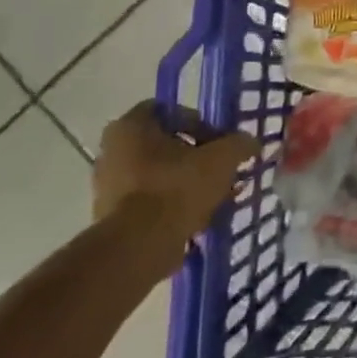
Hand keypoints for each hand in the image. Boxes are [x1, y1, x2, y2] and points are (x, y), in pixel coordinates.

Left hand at [94, 102, 256, 272]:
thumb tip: (249, 143)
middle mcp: (112, 151)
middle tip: (220, 170)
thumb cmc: (177, 188)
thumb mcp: (222, 158)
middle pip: (165, 145)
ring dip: (186, 183)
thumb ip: (239, 144)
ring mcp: (108, 186)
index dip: (200, 122)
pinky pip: (150, 202)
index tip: (220, 142)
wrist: (139, 247)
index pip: (169, 110)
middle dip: (196, 157)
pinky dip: (173, 206)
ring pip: (159, 175)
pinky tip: (198, 219)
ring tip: (214, 197)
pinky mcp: (111, 217)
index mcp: (130, 126)